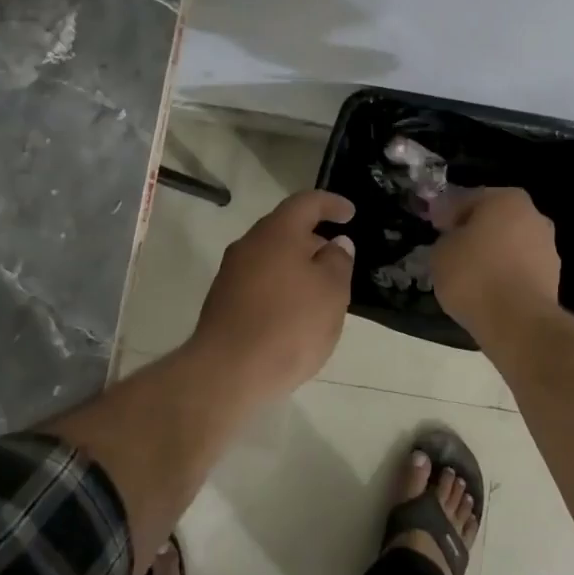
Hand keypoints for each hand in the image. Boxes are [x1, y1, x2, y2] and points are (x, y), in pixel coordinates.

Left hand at [188, 190, 356, 396]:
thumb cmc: (289, 325)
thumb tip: (335, 244)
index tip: (351, 213)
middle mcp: (248, 245)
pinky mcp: (223, 302)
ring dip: (297, 266)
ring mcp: (231, 274)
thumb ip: (338, 262)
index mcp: (276, 232)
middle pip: (285, 229)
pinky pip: (259, 282)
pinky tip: (295, 313)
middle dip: (314, 239)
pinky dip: (281, 287)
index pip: (306, 202)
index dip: (331, 204)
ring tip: (321, 290)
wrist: (227, 372)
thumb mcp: (332, 292)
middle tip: (338, 259)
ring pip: (271, 257)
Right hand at [431, 187, 560, 330]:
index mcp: (506, 199)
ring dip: (491, 255)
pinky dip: (504, 276)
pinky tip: (487, 291)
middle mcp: (533, 216)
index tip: (434, 227)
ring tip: (468, 275)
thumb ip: (446, 238)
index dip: (447, 213)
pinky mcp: (552, 278)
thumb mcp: (441, 252)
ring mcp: (547, 248)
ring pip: (509, 245)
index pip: (468, 199)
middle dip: (474, 232)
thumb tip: (454, 239)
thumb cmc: (474, 275)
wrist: (517, 322)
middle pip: (494, 220)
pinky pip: (519, 270)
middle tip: (450, 249)